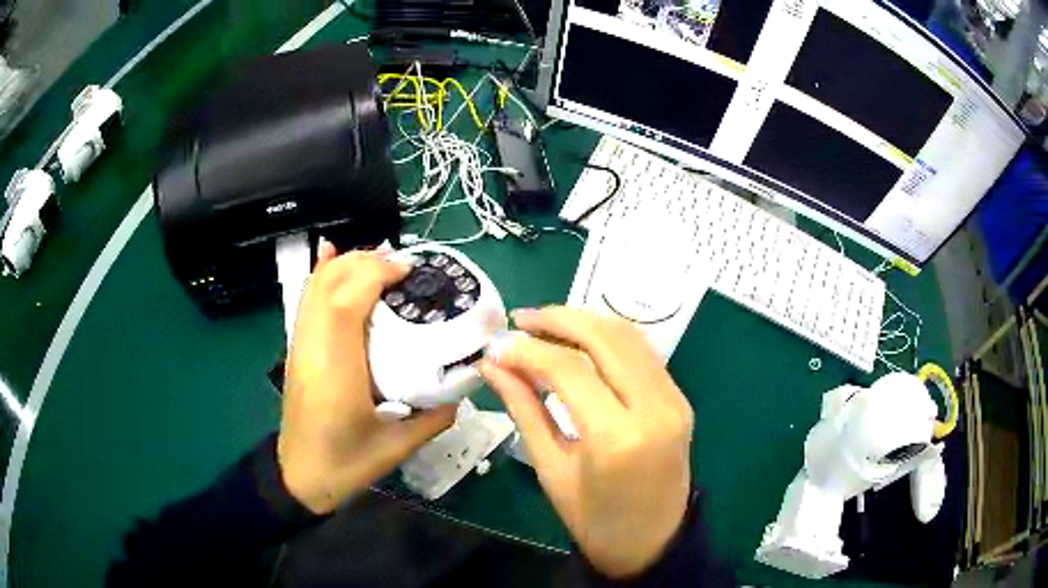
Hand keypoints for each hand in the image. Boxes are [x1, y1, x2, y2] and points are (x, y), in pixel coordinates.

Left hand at [278, 240, 455, 513]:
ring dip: (346, 264)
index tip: (407, 269)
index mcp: (336, 371)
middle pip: (329, 285)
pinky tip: (330, 254)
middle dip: (364, 262)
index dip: (374, 274)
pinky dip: (319, 274)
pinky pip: (305, 300)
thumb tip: (461, 392)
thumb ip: (432, 419)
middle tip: (402, 264)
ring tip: (379, 259)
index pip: (346, 303)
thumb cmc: (345, 465)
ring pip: (315, 287)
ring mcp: (300, 346)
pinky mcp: (296, 349)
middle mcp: (313, 349)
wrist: (300, 477)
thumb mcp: (396, 448)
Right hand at [479, 307, 693, 578]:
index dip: (528, 350)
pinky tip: (580, 341)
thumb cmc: (594, 521)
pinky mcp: (679, 398)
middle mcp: (654, 408)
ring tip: (545, 324)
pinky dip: (609, 337)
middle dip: (559, 319)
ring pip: (629, 336)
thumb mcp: (551, 470)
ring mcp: (674, 400)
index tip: (496, 345)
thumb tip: (493, 365)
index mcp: (619, 438)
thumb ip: (524, 410)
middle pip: (606, 339)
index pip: (570, 370)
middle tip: (520, 319)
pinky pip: (643, 352)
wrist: (652, 542)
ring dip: (585, 321)